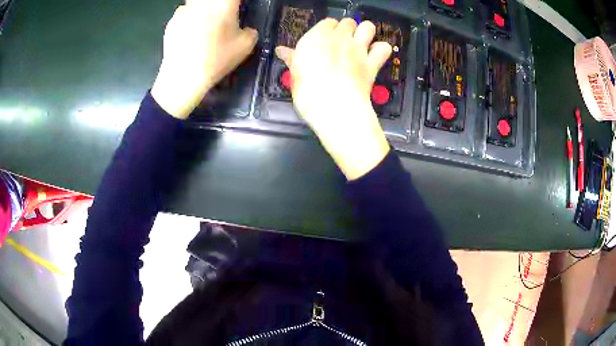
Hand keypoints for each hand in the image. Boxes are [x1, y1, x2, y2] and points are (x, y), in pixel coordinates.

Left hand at [152, 0, 257, 118]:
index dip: (236, 3)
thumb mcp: (245, 47)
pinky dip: (190, 18)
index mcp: (224, 3)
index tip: (238, 9)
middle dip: (220, 5)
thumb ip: (250, 32)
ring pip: (197, 2)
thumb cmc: (216, 59)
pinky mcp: (172, 21)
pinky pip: (184, 13)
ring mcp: (184, 9)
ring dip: (203, 8)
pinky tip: (191, 33)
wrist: (182, 77)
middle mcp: (203, 2)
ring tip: (205, 23)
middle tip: (223, 15)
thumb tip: (247, 30)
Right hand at [276, 19, 391, 179]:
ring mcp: (358, 50)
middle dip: (347, 29)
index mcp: (316, 38)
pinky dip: (381, 50)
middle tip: (343, 43)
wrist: (334, 108)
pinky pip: (384, 48)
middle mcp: (339, 38)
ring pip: (368, 27)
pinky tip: (375, 56)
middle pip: (348, 22)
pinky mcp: (373, 63)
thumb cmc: (308, 93)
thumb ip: (292, 59)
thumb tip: (281, 50)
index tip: (325, 41)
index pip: (328, 22)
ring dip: (366, 33)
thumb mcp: (294, 75)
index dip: (328, 31)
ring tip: (361, 44)